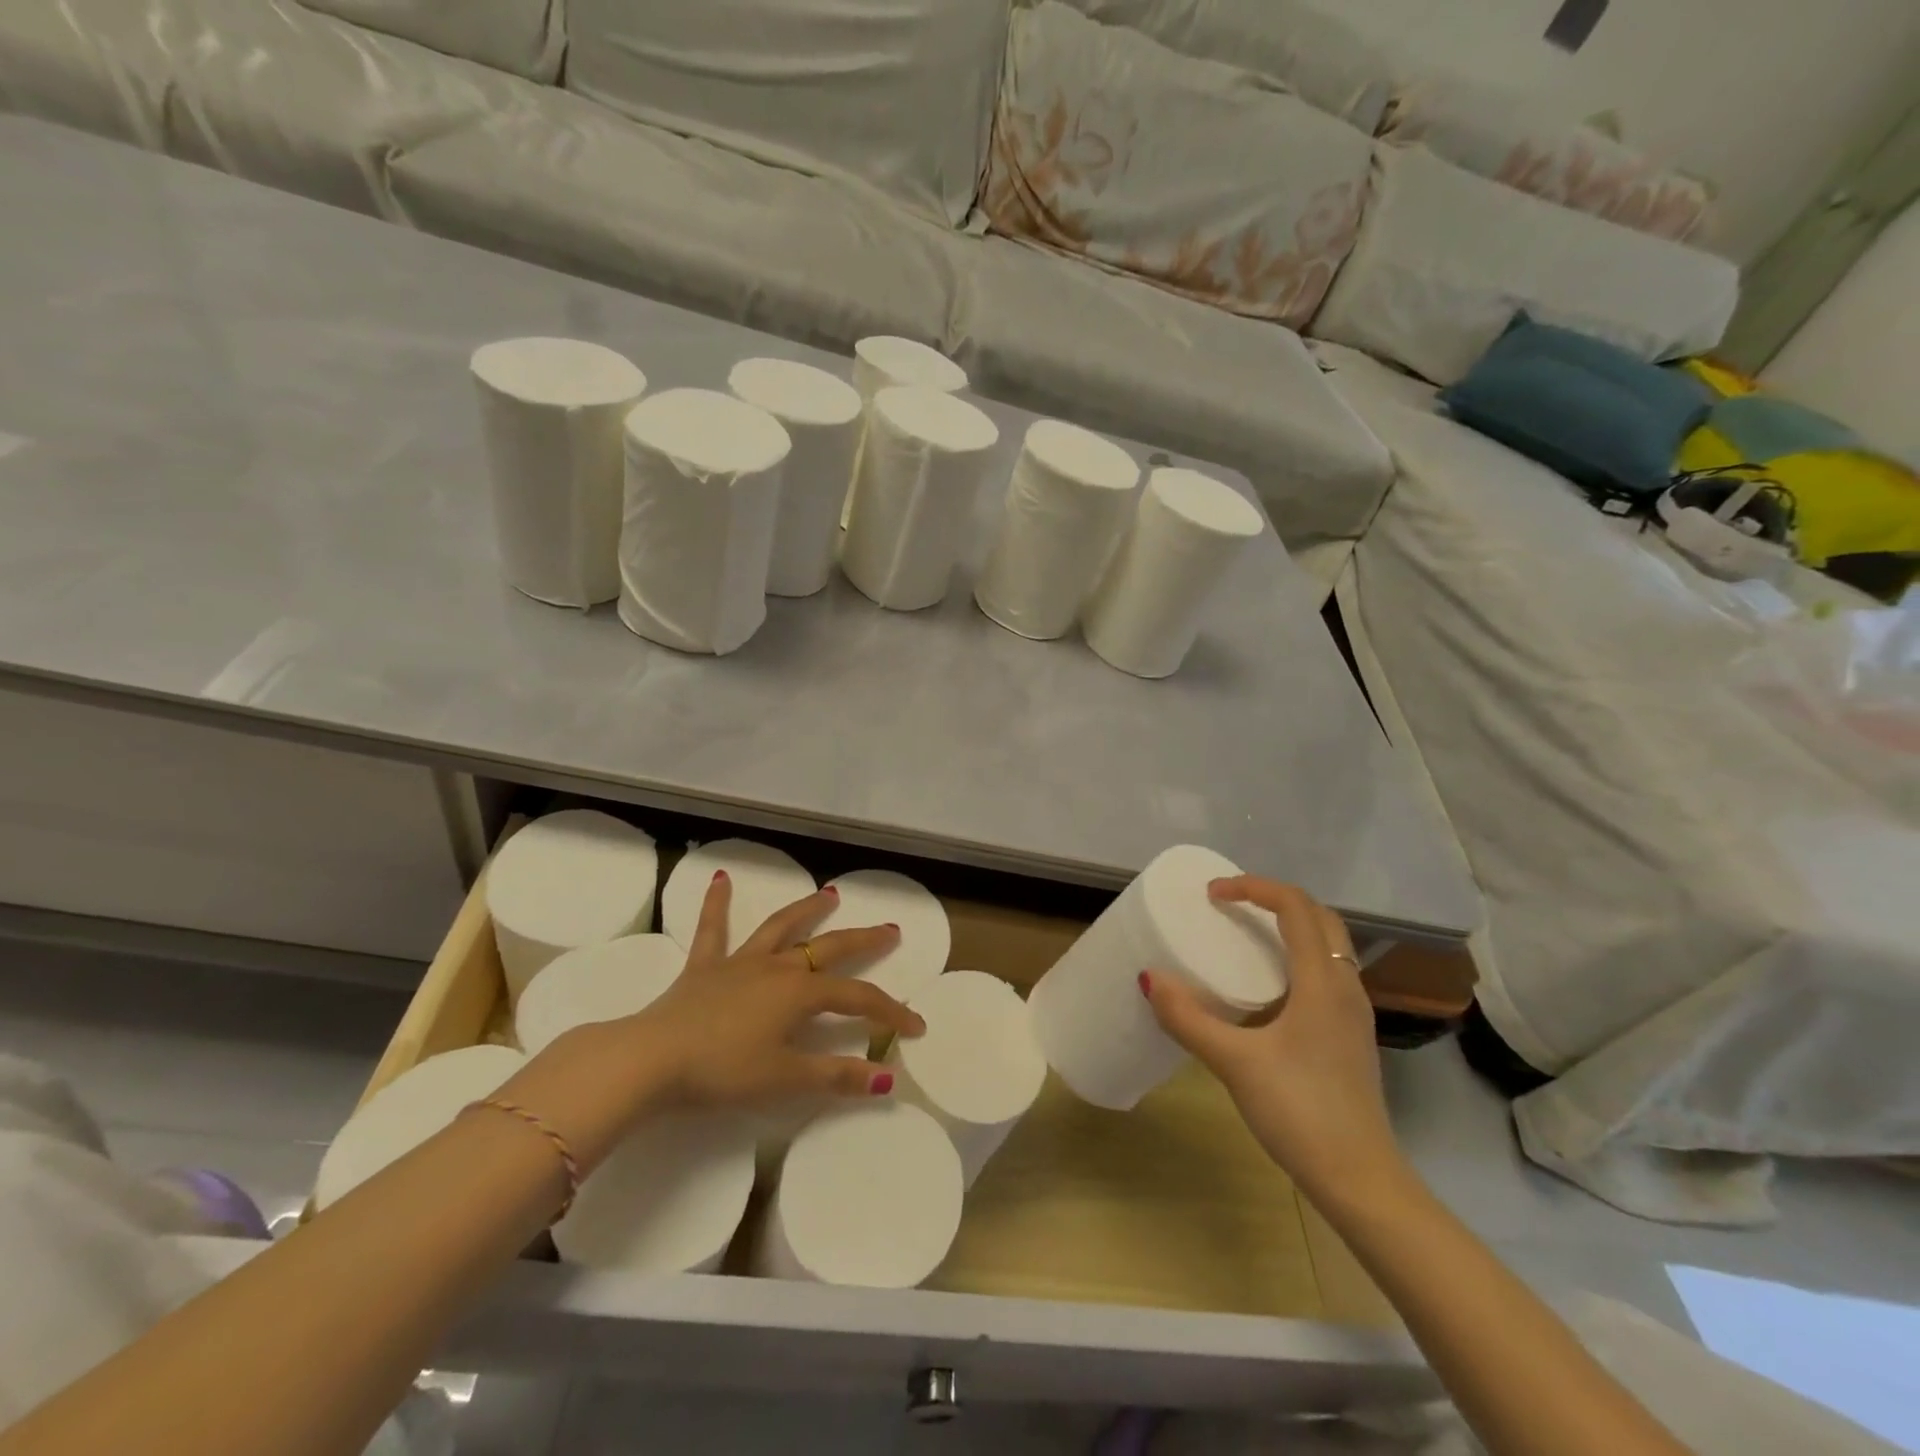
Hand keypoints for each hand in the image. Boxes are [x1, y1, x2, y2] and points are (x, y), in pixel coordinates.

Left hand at [634, 870, 924, 1108]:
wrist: (652, 1058)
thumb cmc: (722, 1071)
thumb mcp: (784, 1080)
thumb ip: (836, 1077)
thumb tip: (886, 1080)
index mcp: (800, 993)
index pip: (857, 998)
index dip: (890, 1011)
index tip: (916, 1026)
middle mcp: (777, 967)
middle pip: (830, 948)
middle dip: (864, 940)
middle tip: (891, 929)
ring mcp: (740, 962)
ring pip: (782, 928)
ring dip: (808, 910)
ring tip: (829, 894)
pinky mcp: (705, 966)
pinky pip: (713, 929)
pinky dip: (717, 904)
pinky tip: (720, 878)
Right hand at [1141, 876, 1403, 1202]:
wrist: (1361, 1181)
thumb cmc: (1301, 1112)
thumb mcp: (1235, 1063)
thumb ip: (1189, 1019)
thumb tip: (1149, 978)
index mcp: (1323, 982)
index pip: (1295, 907)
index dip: (1253, 887)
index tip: (1213, 894)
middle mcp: (1346, 987)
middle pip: (1319, 918)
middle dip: (1274, 900)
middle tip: (1231, 905)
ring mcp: (1353, 1014)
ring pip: (1328, 946)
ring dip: (1289, 927)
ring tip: (1245, 938)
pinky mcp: (1350, 1037)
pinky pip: (1326, 974)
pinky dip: (1296, 958)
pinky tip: (1265, 989)